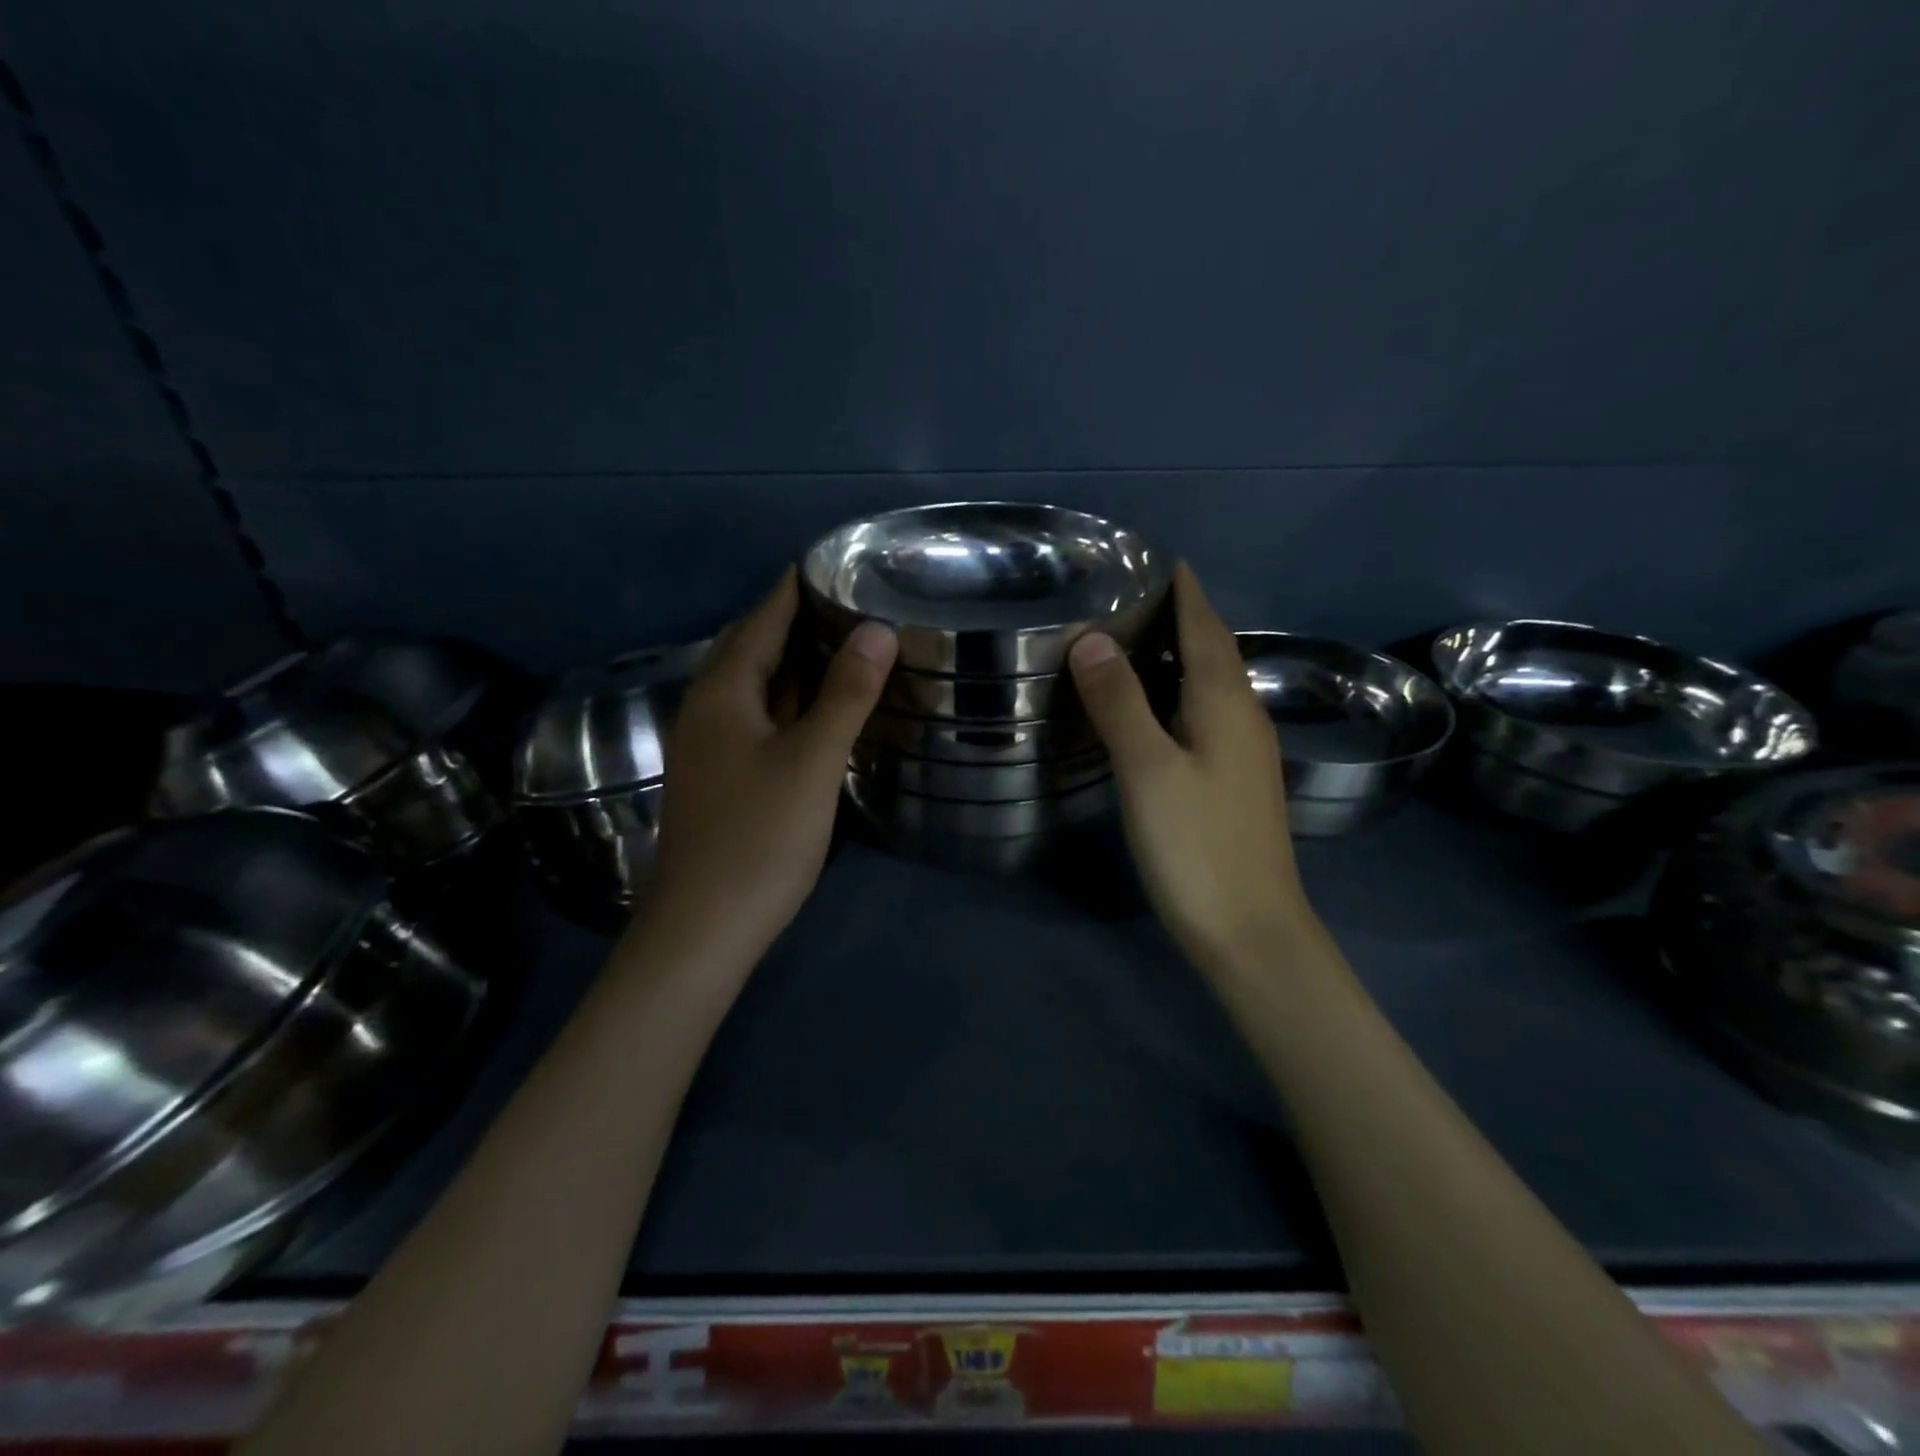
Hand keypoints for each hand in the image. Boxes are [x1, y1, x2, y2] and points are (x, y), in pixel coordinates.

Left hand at [646, 569, 896, 962]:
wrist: (704, 928)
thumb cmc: (759, 838)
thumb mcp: (811, 760)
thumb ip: (845, 694)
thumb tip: (877, 629)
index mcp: (723, 692)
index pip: (762, 618)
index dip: (794, 587)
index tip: (835, 561)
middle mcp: (709, 709)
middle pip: (754, 647)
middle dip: (797, 619)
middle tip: (852, 599)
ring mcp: (713, 747)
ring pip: (758, 687)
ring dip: (796, 662)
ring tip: (846, 641)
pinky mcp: (725, 777)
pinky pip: (761, 719)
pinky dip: (792, 701)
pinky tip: (822, 707)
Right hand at [1068, 562, 1313, 969]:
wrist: (1251, 930)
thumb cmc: (1197, 846)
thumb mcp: (1148, 769)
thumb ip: (1120, 702)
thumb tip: (1092, 638)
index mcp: (1226, 702)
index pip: (1204, 626)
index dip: (1183, 589)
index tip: (1156, 557)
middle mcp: (1243, 716)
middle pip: (1213, 649)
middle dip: (1181, 614)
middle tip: (1131, 592)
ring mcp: (1244, 751)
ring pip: (1212, 682)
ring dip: (1181, 652)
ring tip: (1135, 636)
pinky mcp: (1234, 780)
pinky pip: (1207, 712)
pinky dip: (1180, 691)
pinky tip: (1155, 704)